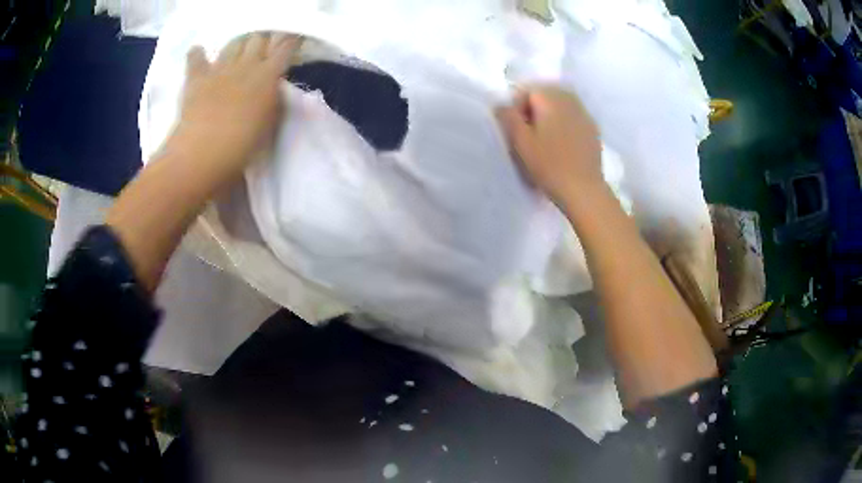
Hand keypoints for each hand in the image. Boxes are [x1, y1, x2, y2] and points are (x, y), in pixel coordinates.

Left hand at [169, 32, 302, 187]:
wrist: (203, 154)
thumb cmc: (243, 144)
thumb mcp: (270, 121)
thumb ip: (274, 98)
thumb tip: (273, 85)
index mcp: (267, 75)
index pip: (285, 47)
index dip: (290, 40)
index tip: (294, 37)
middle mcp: (245, 64)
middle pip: (258, 38)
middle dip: (264, 37)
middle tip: (266, 44)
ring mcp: (219, 69)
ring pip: (233, 43)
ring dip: (239, 42)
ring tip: (240, 47)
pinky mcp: (196, 78)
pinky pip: (196, 58)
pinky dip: (197, 54)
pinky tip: (197, 51)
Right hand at [496, 86, 602, 208]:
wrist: (584, 190)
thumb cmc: (549, 165)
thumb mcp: (520, 141)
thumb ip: (508, 117)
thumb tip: (501, 104)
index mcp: (551, 97)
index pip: (527, 90)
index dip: (517, 108)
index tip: (515, 130)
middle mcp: (570, 99)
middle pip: (545, 95)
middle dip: (533, 111)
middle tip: (528, 136)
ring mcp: (585, 114)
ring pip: (560, 107)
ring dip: (549, 118)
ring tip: (544, 142)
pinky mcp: (593, 130)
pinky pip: (573, 119)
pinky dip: (564, 126)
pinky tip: (561, 148)